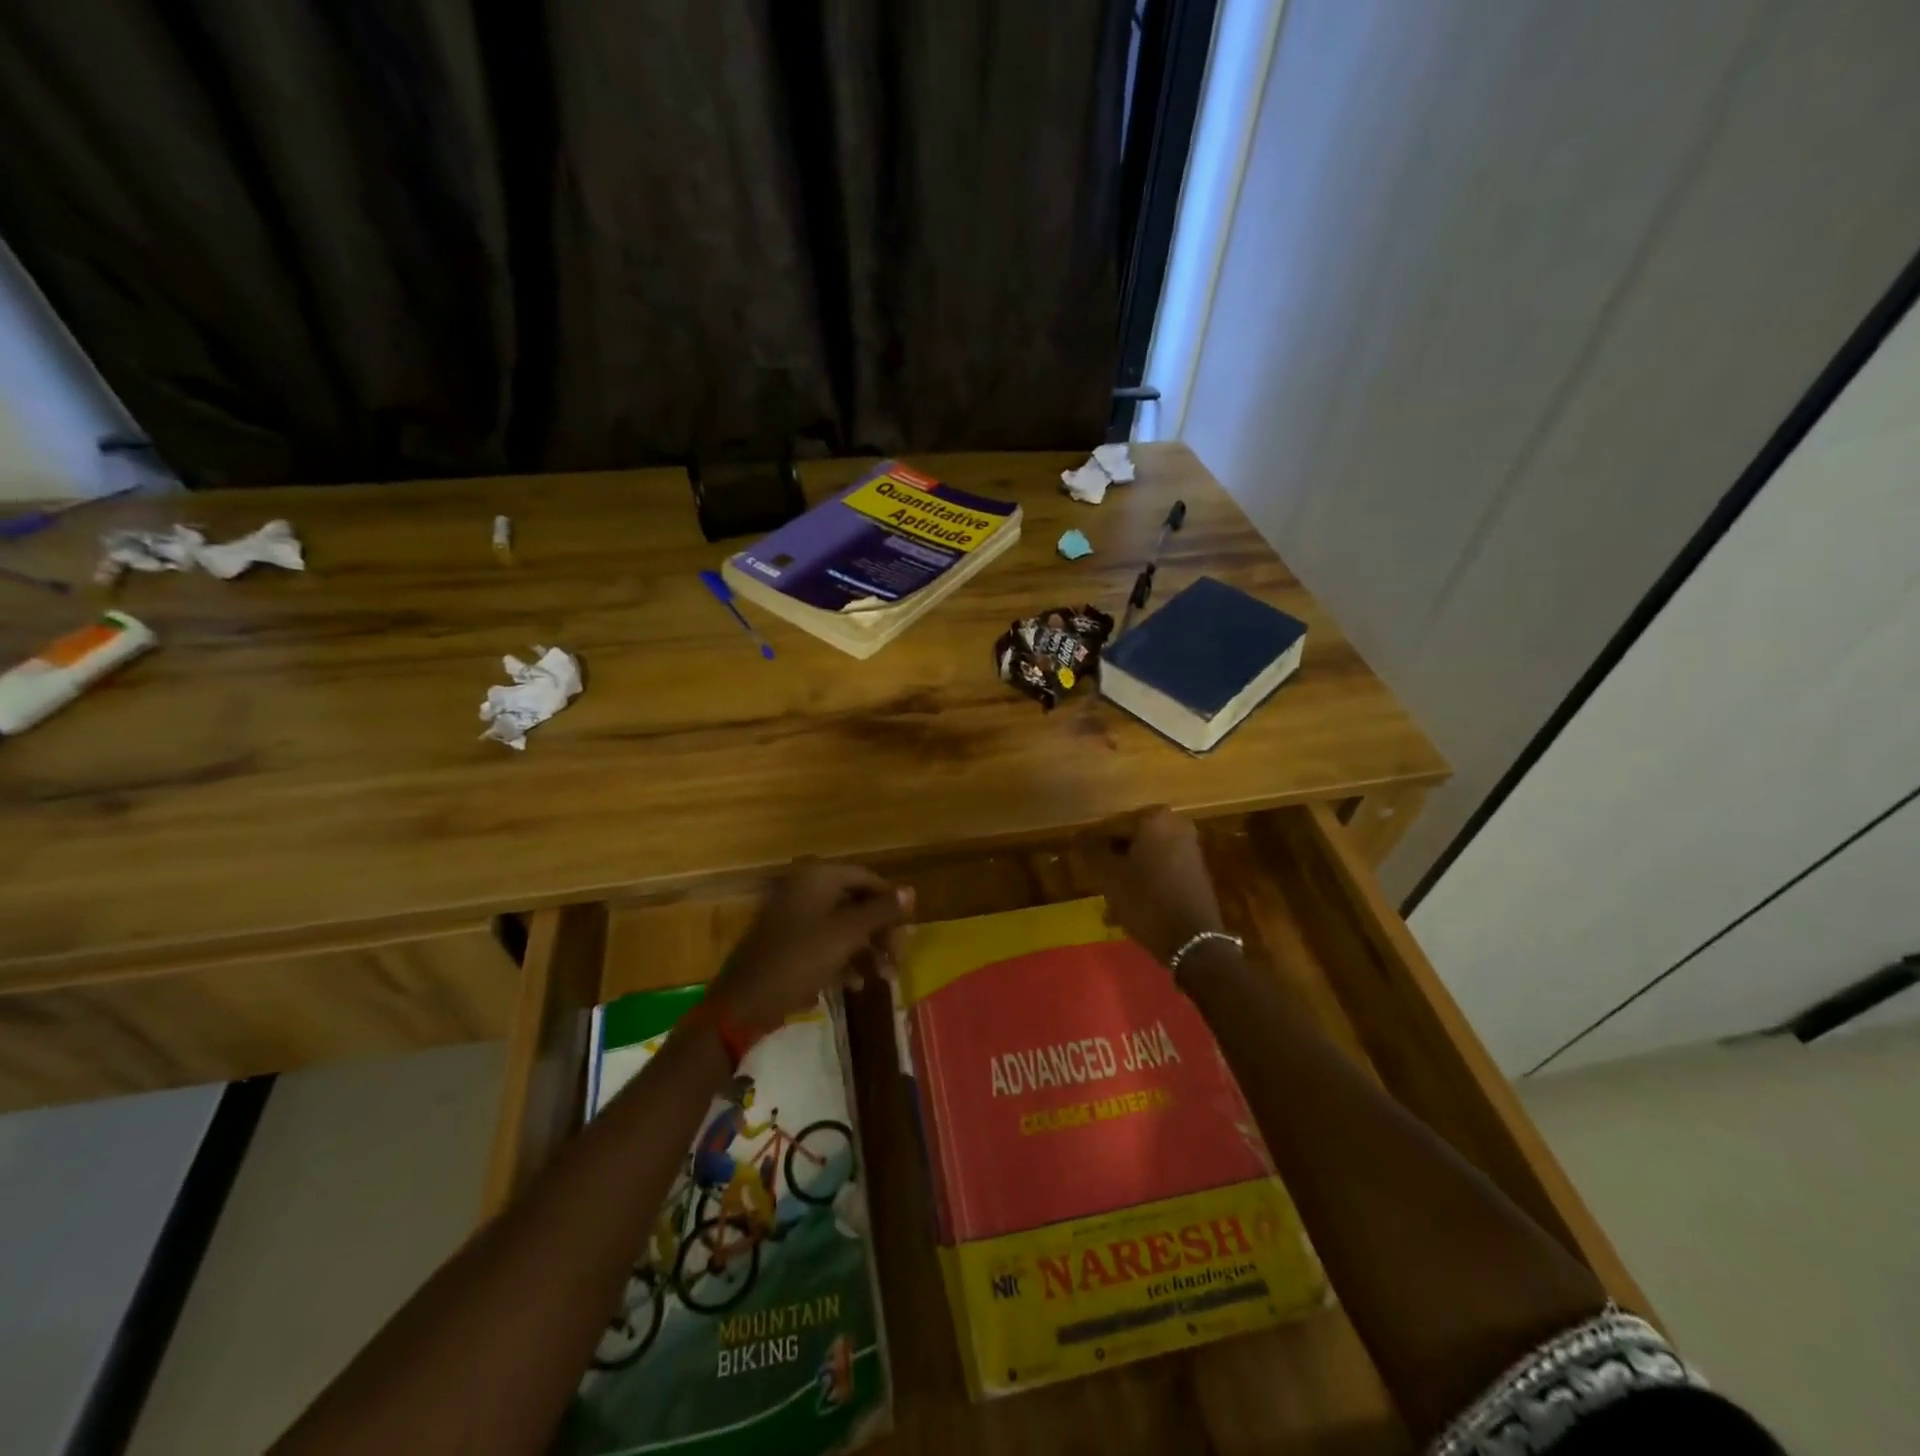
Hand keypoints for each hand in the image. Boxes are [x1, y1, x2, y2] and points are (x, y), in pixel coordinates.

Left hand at [710, 860, 913, 1029]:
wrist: (745, 1002)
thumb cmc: (800, 959)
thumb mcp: (847, 934)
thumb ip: (881, 911)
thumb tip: (911, 890)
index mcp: (817, 877)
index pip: (866, 878)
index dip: (890, 902)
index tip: (909, 930)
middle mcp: (805, 888)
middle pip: (856, 902)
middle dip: (880, 932)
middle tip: (898, 960)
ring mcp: (794, 915)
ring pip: (842, 926)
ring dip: (866, 950)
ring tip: (883, 978)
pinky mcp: (787, 942)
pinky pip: (824, 942)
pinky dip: (843, 959)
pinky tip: (855, 985)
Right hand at [1073, 806, 1227, 965]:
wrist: (1193, 940)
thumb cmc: (1146, 900)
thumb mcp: (1109, 875)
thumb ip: (1091, 851)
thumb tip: (1079, 837)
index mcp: (1154, 819)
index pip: (1112, 827)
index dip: (1093, 847)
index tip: (1082, 865)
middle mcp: (1175, 827)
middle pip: (1129, 843)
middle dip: (1111, 864)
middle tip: (1094, 883)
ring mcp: (1189, 850)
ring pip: (1144, 860)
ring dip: (1125, 878)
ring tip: (1108, 905)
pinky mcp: (1194, 873)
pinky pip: (1159, 873)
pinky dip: (1143, 886)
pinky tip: (1126, 911)